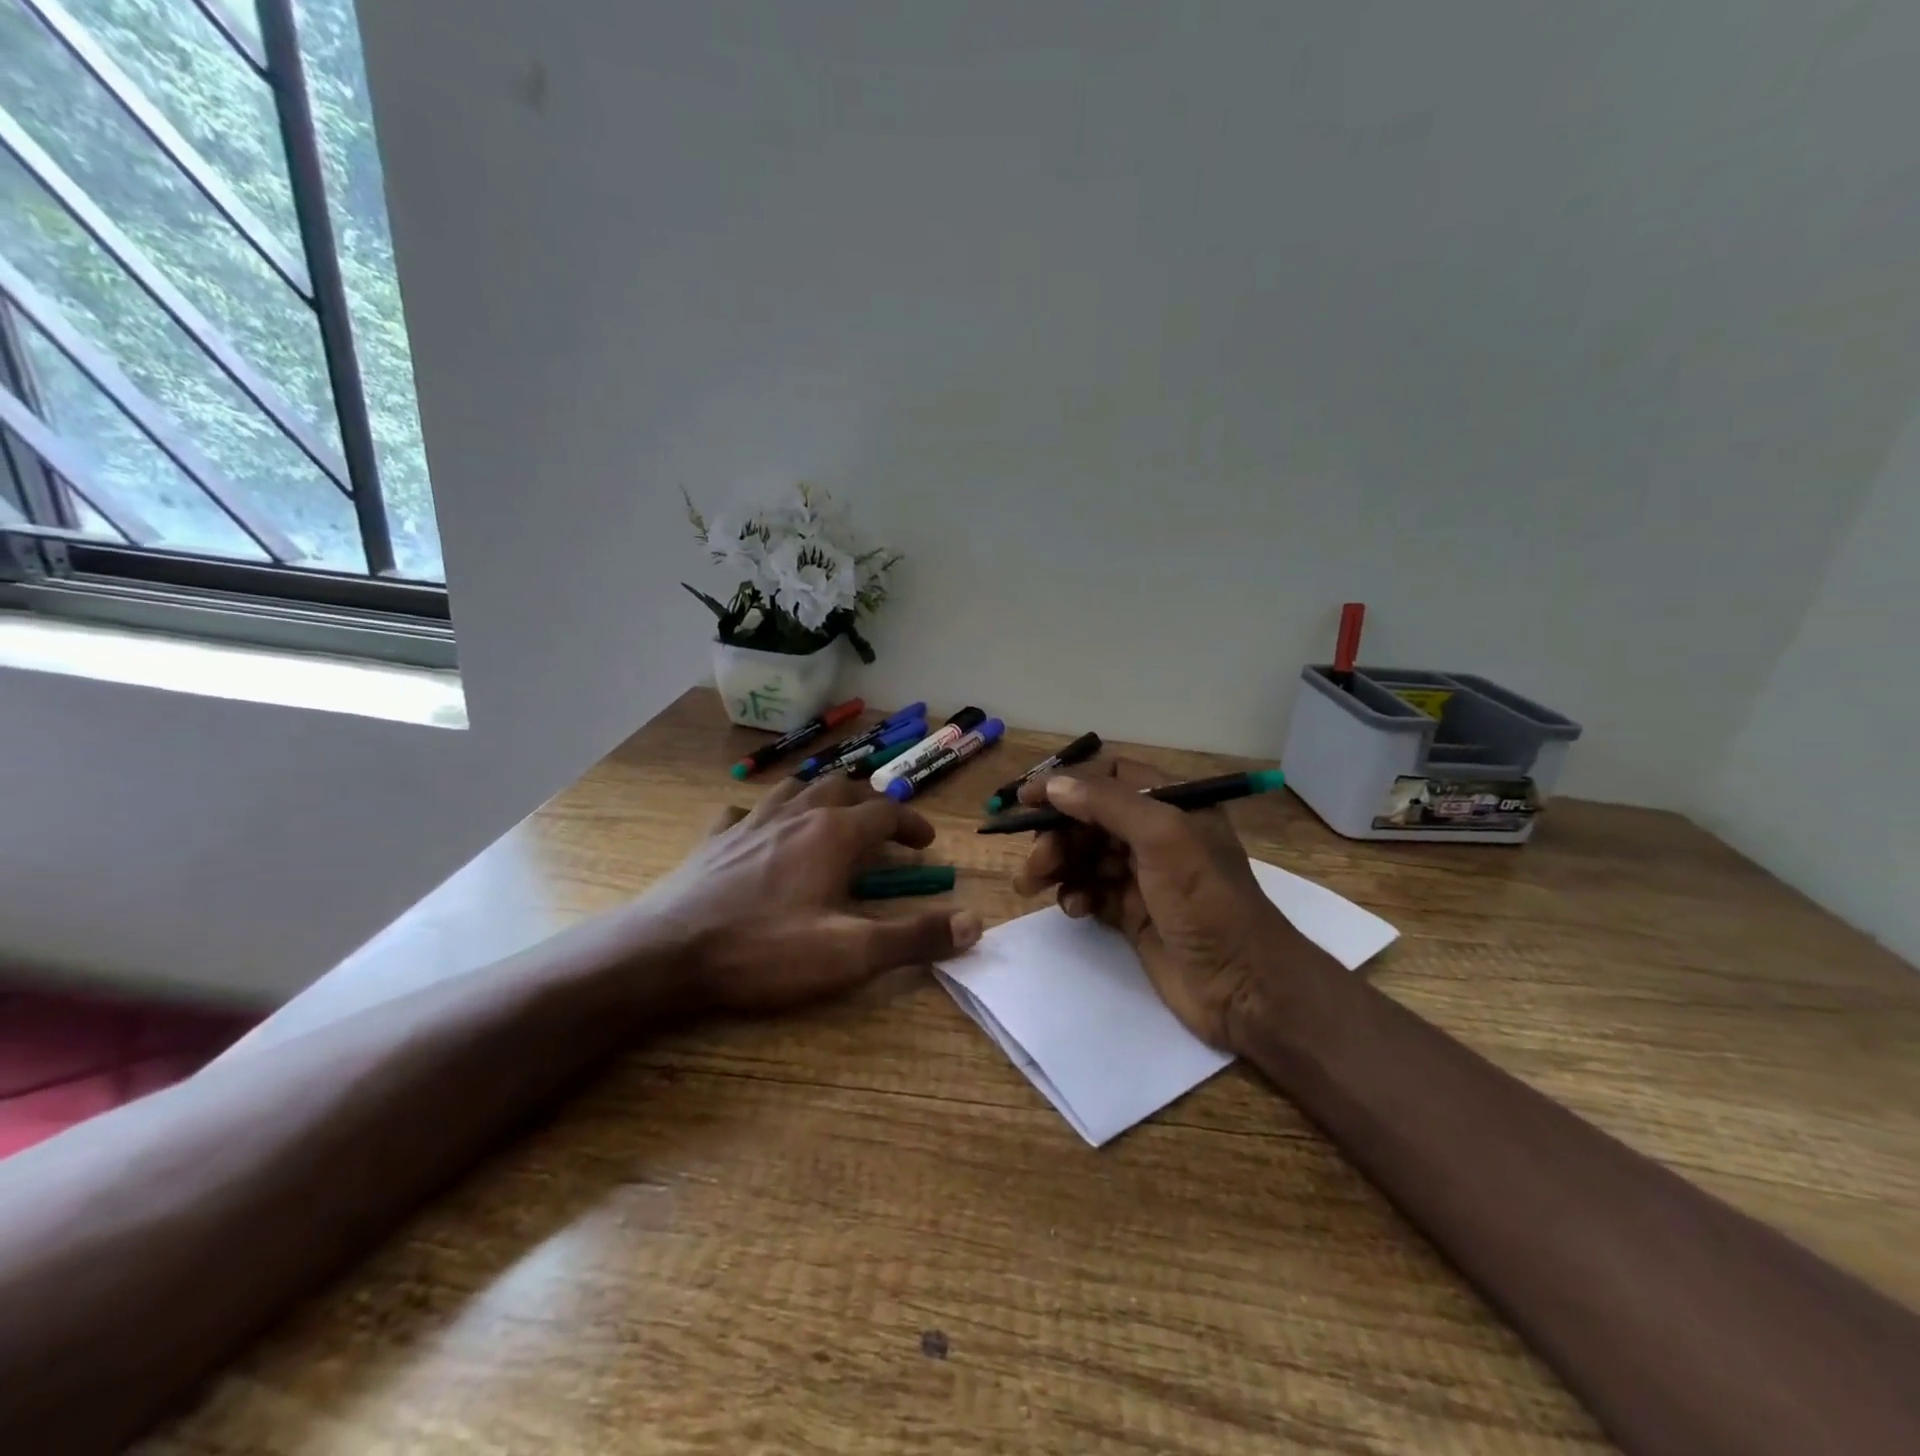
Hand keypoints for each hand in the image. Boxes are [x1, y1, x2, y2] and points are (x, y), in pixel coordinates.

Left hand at [644, 771, 982, 1014]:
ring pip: (795, 789)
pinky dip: (762, 814)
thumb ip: (914, 937)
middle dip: (870, 803)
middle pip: (842, 788)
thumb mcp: (850, 953)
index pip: (886, 812)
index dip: (912, 824)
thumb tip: (975, 922)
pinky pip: (743, 811)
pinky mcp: (714, 839)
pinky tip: (759, 830)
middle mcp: (795, 814)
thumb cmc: (764, 950)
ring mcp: (750, 822)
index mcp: (832, 834)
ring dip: (821, 796)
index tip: (926, 844)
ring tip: (831, 814)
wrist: (666, 953)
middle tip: (884, 827)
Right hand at [1011, 758, 1305, 1048]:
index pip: (1109, 777)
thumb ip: (1107, 804)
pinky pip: (1091, 891)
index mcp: (1173, 804)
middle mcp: (1157, 834)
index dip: (1067, 784)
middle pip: (1090, 818)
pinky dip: (1076, 895)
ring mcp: (1144, 876)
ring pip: (1085, 855)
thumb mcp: (1163, 837)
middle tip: (1035, 861)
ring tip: (1033, 885)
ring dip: (1057, 865)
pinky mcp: (1133, 913)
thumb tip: (1054, 785)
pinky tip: (1075, 909)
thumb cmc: (1205, 900)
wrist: (1242, 985)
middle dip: (1057, 834)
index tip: (1025, 800)